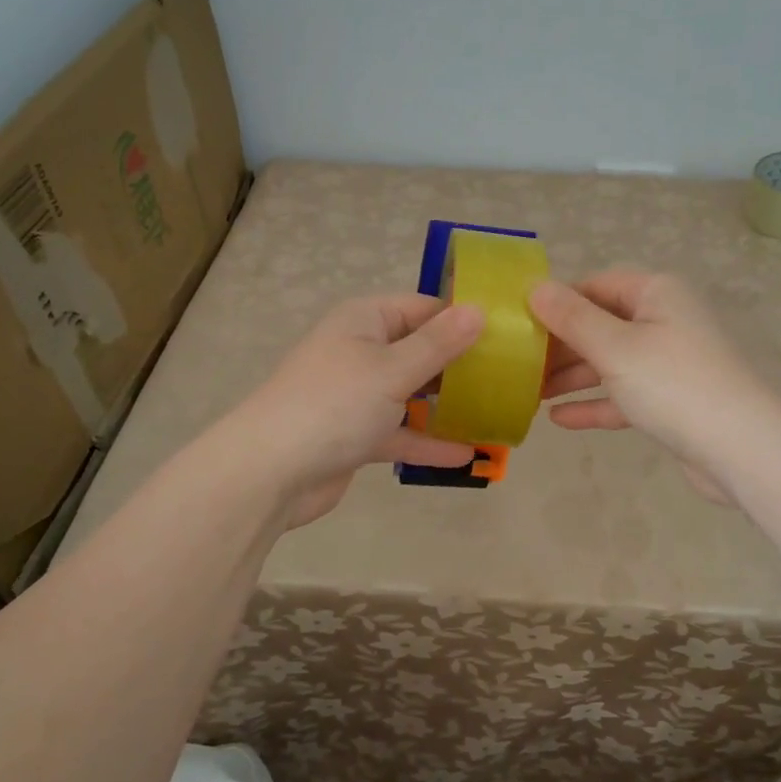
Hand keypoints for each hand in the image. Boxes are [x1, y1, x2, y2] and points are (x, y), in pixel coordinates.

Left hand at [232, 294, 485, 526]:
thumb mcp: (392, 369)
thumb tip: (478, 310)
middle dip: (460, 366)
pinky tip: (466, 455)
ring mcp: (357, 395)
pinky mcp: (355, 434)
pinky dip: (427, 442)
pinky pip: (399, 432)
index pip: (423, 308)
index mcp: (365, 321)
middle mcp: (361, 351)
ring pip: (412, 394)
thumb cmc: (334, 404)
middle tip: (511, 377)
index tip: (507, 333)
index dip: (462, 318)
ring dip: (447, 406)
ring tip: (496, 414)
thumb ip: (438, 344)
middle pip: (420, 351)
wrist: (269, 473)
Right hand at [529, 270, 780, 500]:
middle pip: (602, 325)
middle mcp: (665, 320)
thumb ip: (572, 318)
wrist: (740, 449)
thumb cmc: (673, 384)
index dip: (558, 301)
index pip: (597, 285)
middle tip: (518, 364)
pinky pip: (624, 395)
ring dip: (572, 377)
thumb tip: (535, 287)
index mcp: (657, 294)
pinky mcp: (671, 401)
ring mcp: (669, 362)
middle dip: (560, 345)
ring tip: (530, 393)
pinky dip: (595, 404)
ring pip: (610, 362)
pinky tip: (559, 420)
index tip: (520, 323)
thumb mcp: (615, 347)